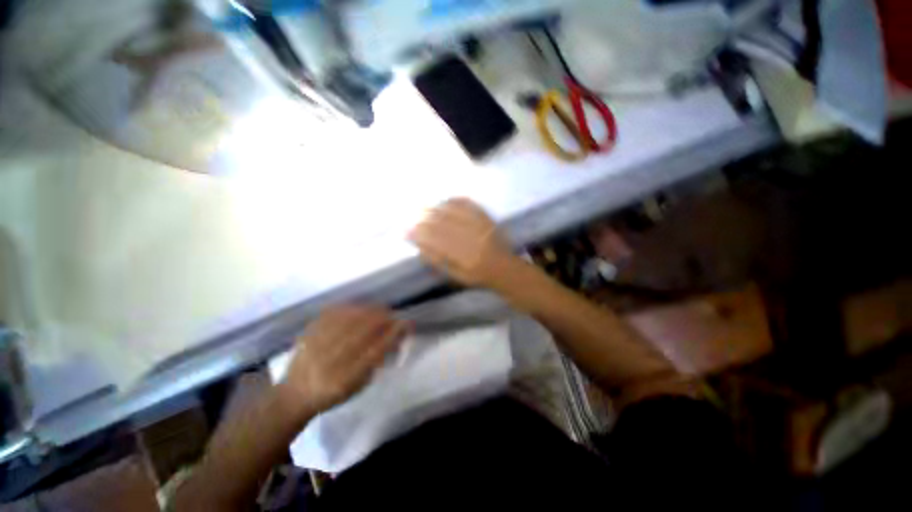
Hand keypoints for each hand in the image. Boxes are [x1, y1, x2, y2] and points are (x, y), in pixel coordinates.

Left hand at [281, 305, 408, 414]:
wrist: (294, 395)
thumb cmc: (333, 394)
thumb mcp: (359, 386)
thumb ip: (377, 361)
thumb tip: (395, 336)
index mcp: (344, 380)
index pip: (375, 351)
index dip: (392, 334)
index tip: (405, 323)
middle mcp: (329, 363)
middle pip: (362, 331)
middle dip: (382, 318)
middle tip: (392, 314)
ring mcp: (315, 346)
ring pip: (348, 319)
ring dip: (368, 311)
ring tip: (379, 309)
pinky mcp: (307, 335)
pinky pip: (331, 314)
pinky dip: (349, 308)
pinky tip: (359, 307)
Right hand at [408, 198, 516, 286]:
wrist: (504, 268)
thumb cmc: (477, 276)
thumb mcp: (457, 276)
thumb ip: (438, 263)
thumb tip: (420, 248)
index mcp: (465, 259)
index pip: (438, 243)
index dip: (421, 235)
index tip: (407, 230)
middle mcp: (473, 241)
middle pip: (445, 226)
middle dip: (426, 219)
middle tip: (412, 214)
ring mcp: (482, 227)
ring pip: (456, 214)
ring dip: (437, 208)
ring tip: (424, 206)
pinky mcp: (488, 219)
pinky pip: (470, 206)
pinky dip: (456, 201)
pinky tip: (445, 200)